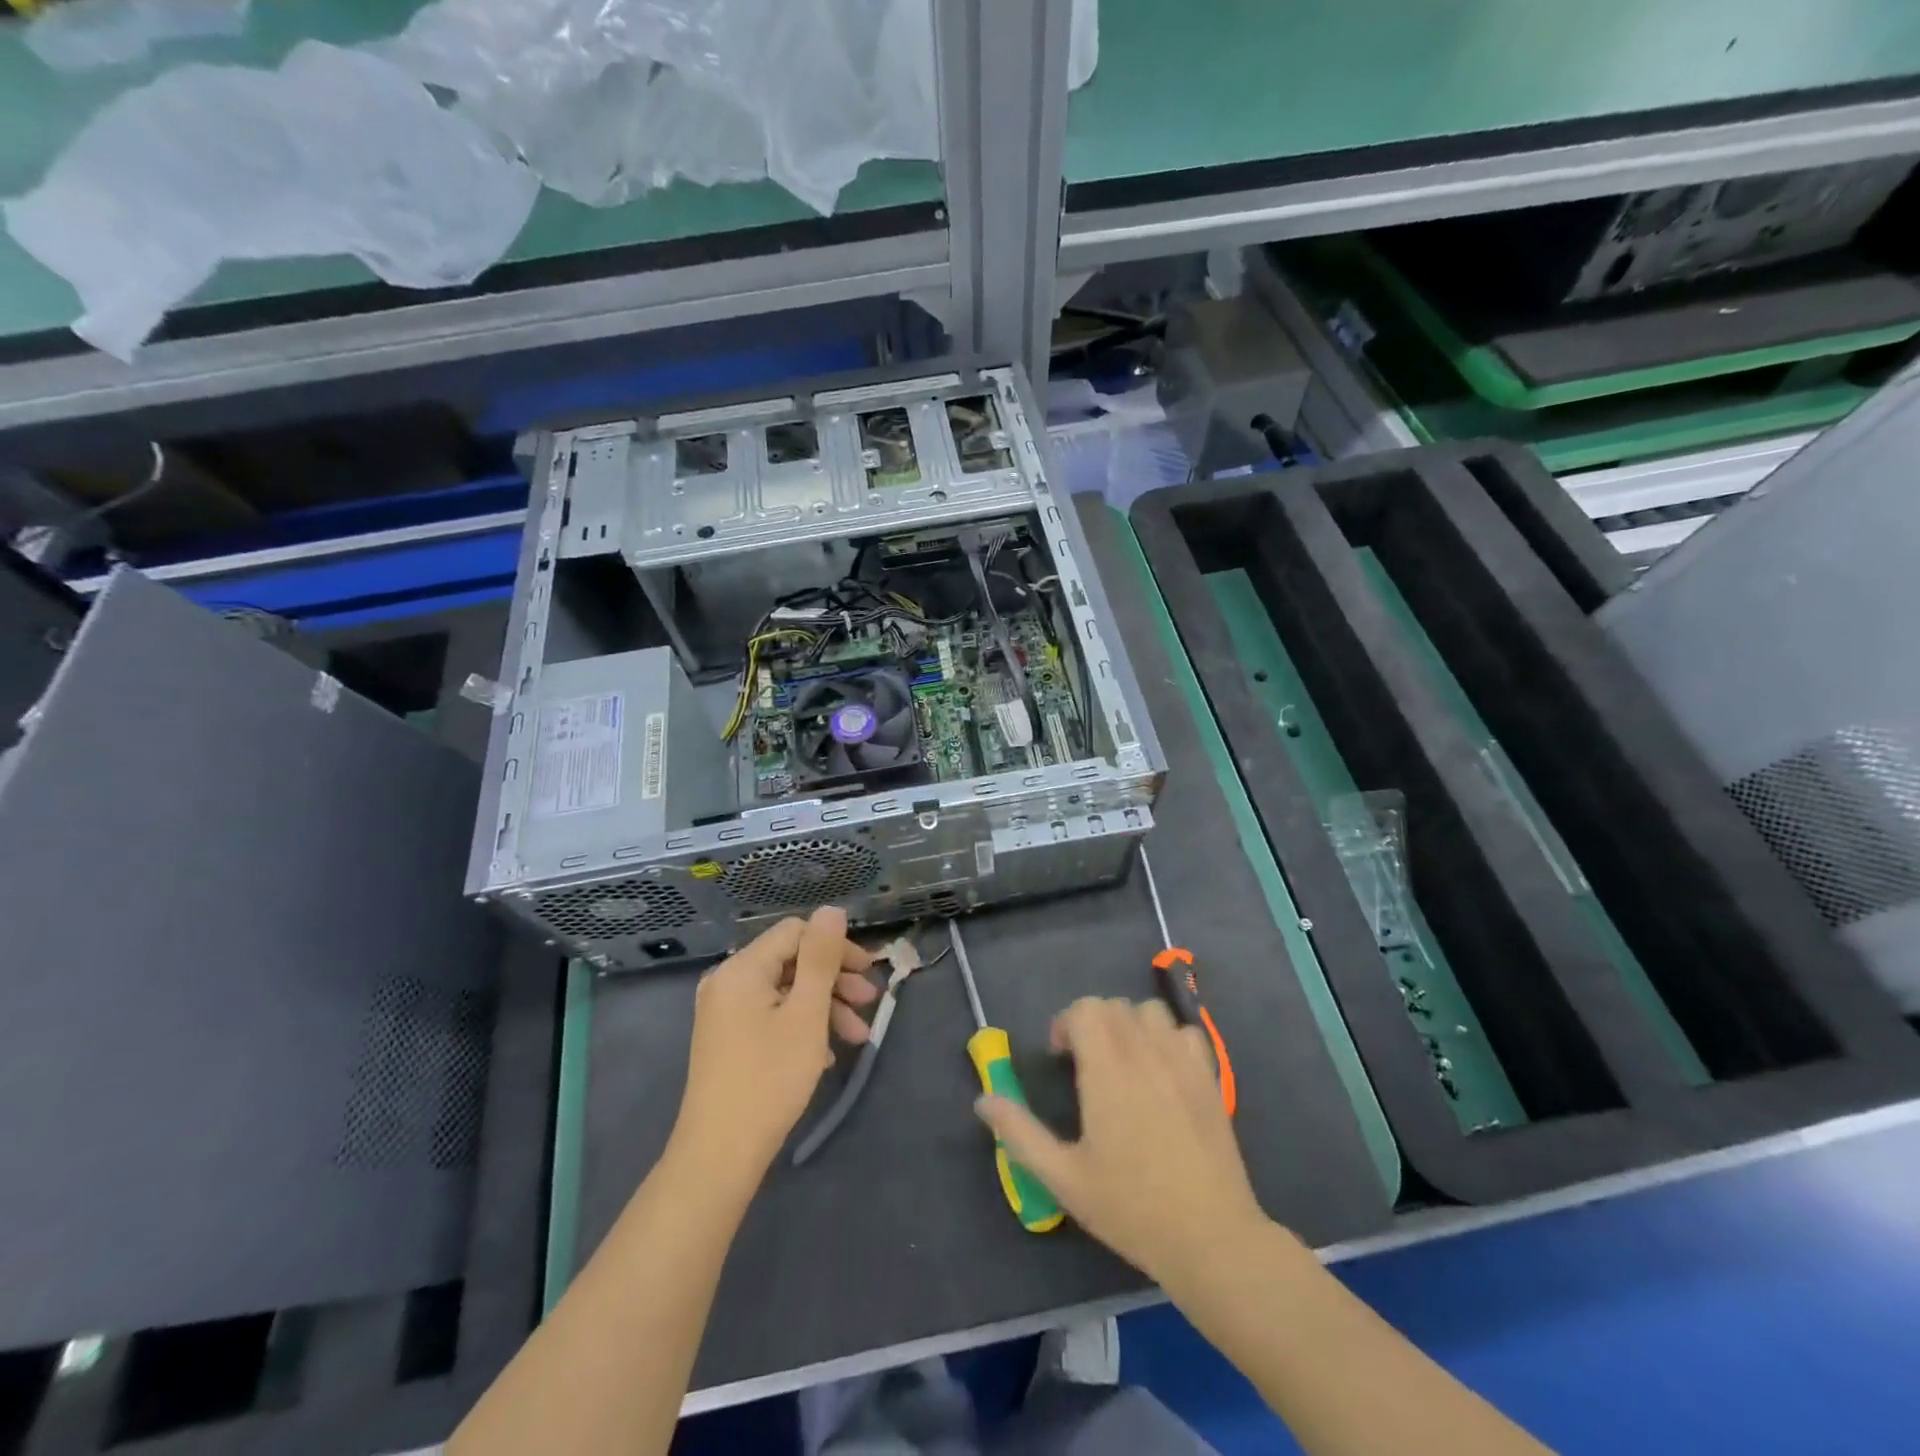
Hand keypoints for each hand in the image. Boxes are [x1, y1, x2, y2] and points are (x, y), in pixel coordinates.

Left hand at [672, 908, 877, 1180]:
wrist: (719, 1156)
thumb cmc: (770, 1079)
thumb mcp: (806, 1013)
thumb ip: (820, 957)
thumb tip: (831, 910)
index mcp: (742, 969)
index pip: (796, 932)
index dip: (836, 947)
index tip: (868, 973)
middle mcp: (728, 982)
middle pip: (791, 961)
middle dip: (835, 980)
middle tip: (871, 1003)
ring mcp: (724, 1013)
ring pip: (785, 992)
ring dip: (824, 1007)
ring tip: (858, 1038)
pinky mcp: (727, 1039)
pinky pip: (771, 1016)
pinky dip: (802, 1026)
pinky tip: (826, 1055)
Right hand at [976, 997, 1266, 1287]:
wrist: (1211, 1238)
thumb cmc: (1131, 1208)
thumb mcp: (1063, 1178)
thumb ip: (1020, 1134)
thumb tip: (984, 1100)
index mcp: (1108, 1071)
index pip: (1085, 1009)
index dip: (1066, 1024)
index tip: (1061, 1057)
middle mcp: (1145, 1053)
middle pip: (1114, 1005)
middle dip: (1093, 1023)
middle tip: (1086, 1064)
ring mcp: (1182, 1063)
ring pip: (1150, 1012)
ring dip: (1130, 1025)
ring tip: (1124, 1062)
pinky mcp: (1210, 1078)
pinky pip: (1185, 1033)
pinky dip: (1168, 1039)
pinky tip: (1163, 1072)